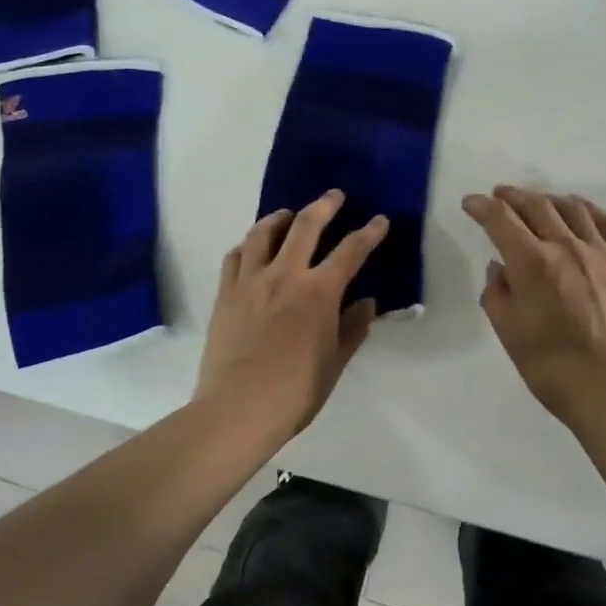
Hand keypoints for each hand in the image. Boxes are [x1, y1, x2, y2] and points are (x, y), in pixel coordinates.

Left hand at [196, 189, 387, 437]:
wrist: (237, 409)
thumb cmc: (295, 392)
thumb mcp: (334, 363)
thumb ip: (352, 328)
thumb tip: (367, 304)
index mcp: (319, 292)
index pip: (350, 251)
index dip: (368, 233)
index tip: (379, 220)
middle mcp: (285, 275)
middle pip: (305, 226)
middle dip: (324, 206)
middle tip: (334, 195)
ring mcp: (251, 281)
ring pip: (263, 233)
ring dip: (279, 217)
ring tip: (288, 214)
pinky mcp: (226, 294)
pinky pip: (235, 256)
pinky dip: (248, 244)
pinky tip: (253, 247)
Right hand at [461, 186, 605, 428]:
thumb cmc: (552, 366)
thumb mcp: (509, 333)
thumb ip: (498, 294)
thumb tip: (500, 269)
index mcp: (531, 262)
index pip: (501, 219)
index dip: (482, 206)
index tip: (471, 203)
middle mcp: (565, 246)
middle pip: (536, 205)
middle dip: (513, 196)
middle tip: (500, 194)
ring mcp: (599, 252)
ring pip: (572, 208)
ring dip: (548, 197)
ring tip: (537, 200)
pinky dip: (588, 208)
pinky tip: (580, 209)